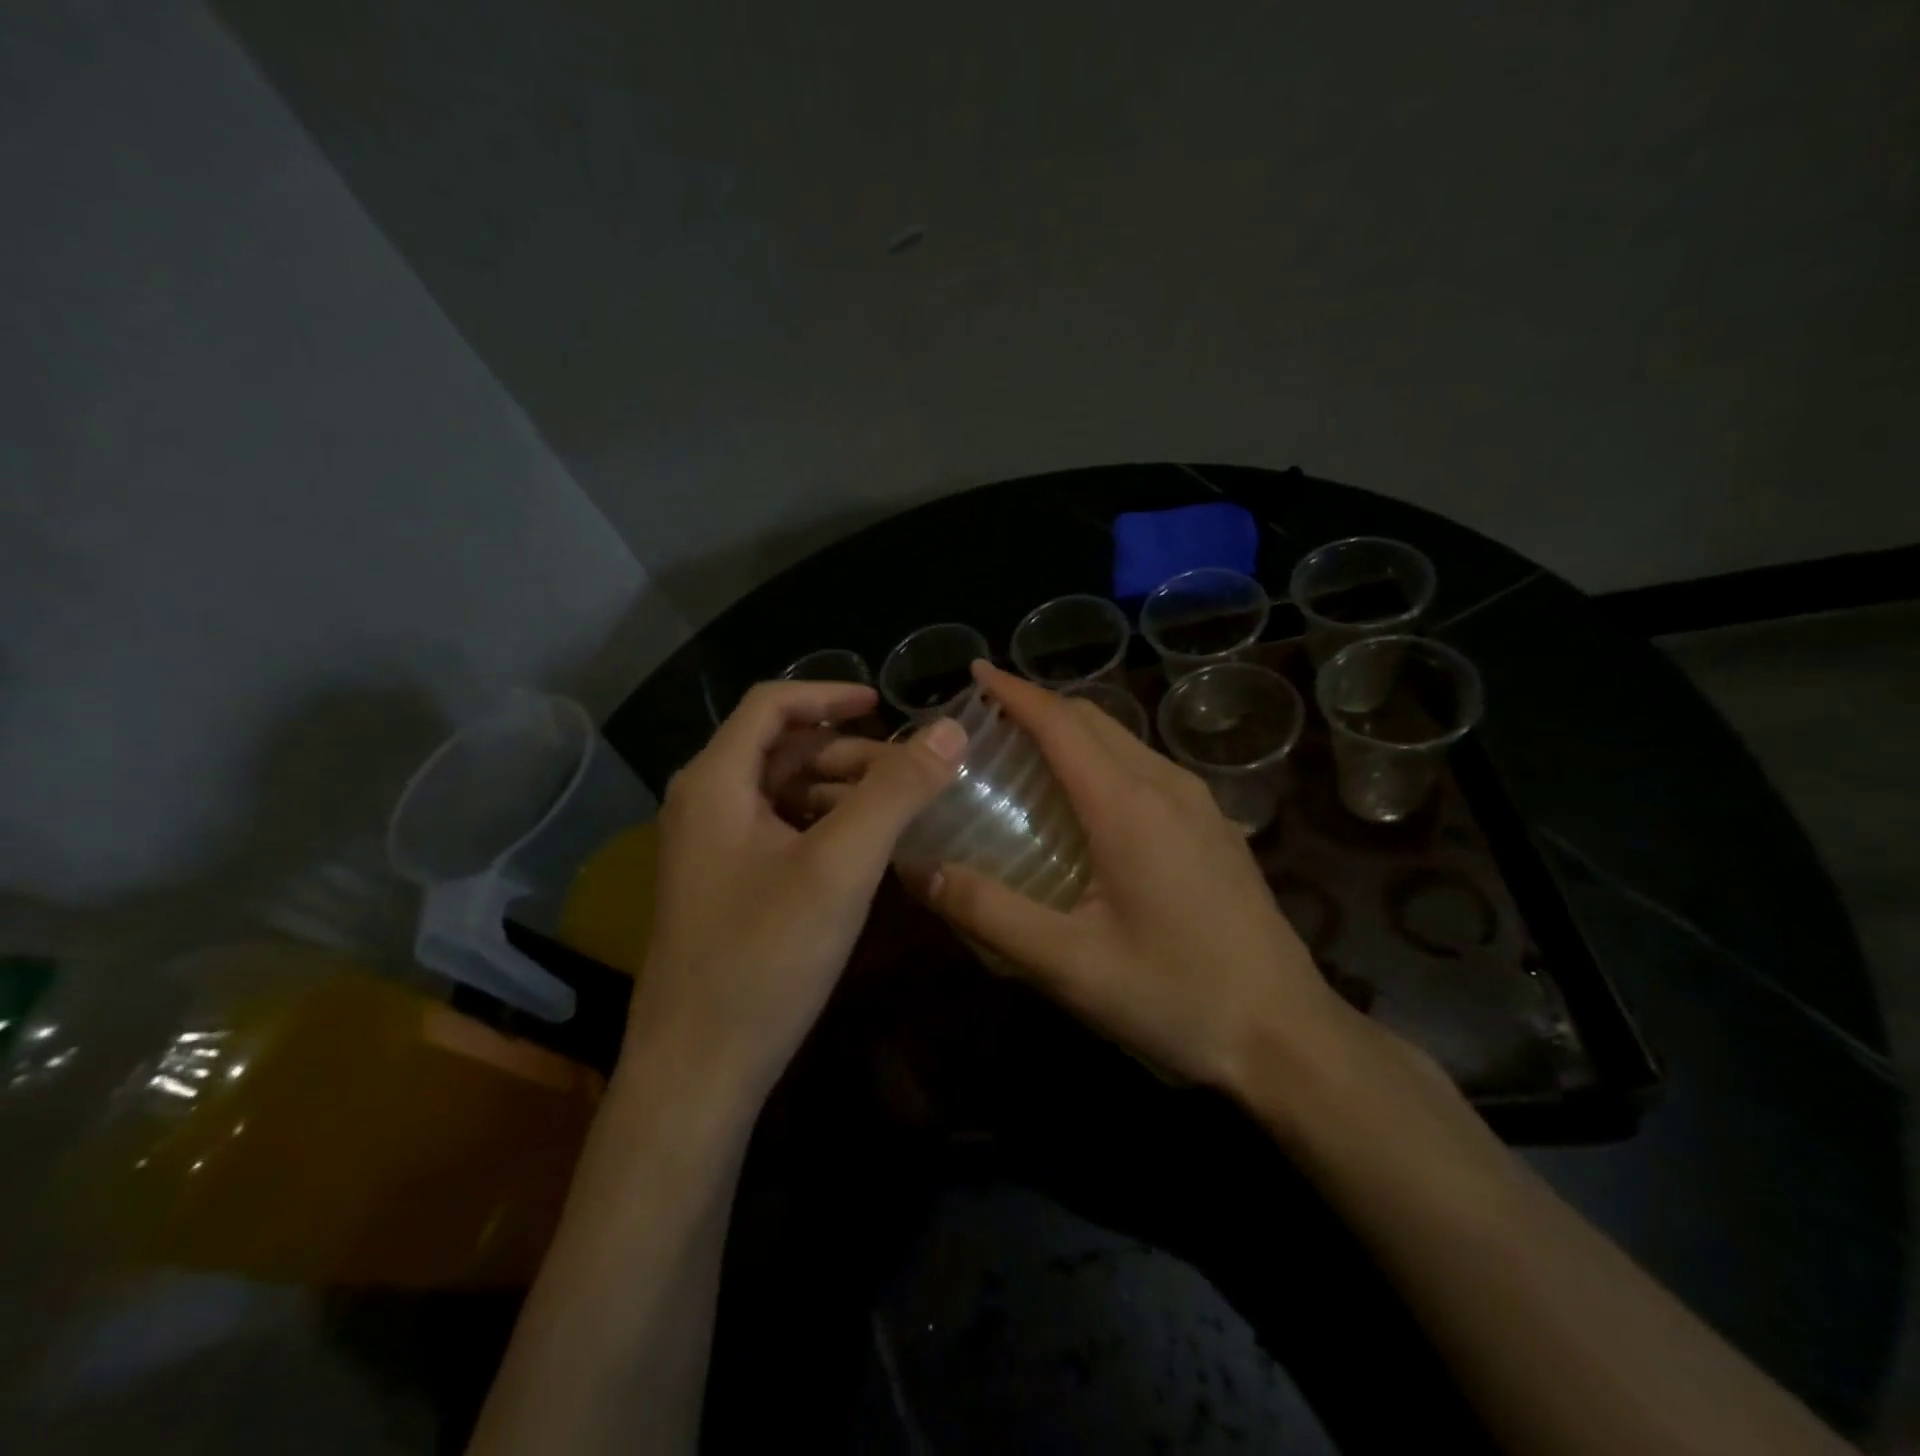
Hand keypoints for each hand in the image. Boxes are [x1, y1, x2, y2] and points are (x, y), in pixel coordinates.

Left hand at [625, 681, 964, 1105]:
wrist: (698, 1071)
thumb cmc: (764, 957)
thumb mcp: (839, 866)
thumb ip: (895, 792)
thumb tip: (950, 730)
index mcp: (715, 782)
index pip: (771, 704)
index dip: (830, 694)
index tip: (885, 704)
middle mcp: (705, 805)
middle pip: (781, 749)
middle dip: (847, 751)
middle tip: (910, 770)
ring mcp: (712, 850)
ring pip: (783, 793)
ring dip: (841, 790)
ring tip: (900, 808)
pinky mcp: (727, 888)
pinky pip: (780, 833)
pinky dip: (825, 827)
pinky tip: (866, 850)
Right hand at [915, 661, 1354, 1096]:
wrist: (1285, 1035)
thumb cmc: (1174, 996)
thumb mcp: (1069, 965)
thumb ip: (988, 913)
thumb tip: (917, 869)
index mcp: (1128, 805)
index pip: (1061, 723)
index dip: (1014, 692)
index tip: (975, 671)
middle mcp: (1167, 786)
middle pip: (1094, 720)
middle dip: (1039, 706)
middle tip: (986, 720)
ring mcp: (1199, 804)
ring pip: (1124, 740)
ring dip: (1072, 731)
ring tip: (1025, 753)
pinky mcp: (1214, 826)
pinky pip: (1146, 767)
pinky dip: (1102, 758)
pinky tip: (1084, 802)